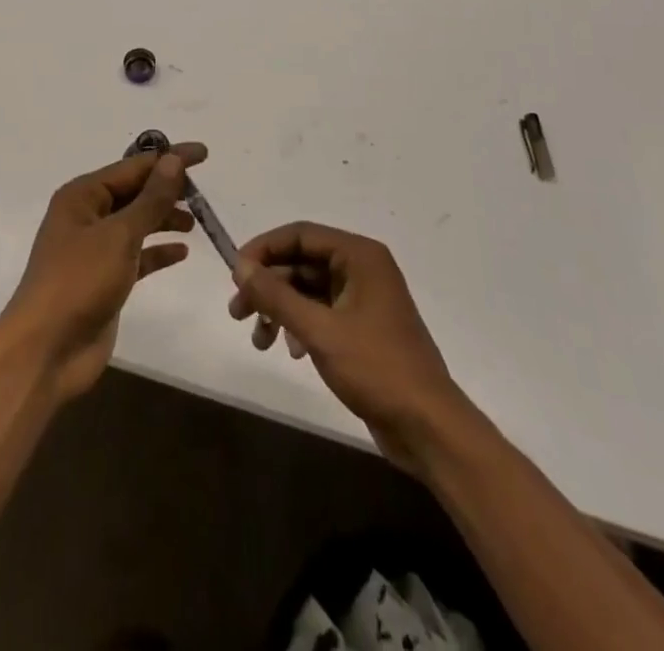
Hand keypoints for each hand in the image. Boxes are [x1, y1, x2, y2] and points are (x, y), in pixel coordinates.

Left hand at [0, 144, 205, 401]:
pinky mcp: (105, 279)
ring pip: (137, 222)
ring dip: (164, 218)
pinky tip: (182, 252)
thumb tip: (174, 161)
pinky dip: (158, 251)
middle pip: (134, 192)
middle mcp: (87, 216)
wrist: (46, 351)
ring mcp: (95, 249)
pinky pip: (137, 255)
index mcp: (83, 196)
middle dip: (167, 189)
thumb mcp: (120, 235)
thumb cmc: (79, 281)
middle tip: (203, 193)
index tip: (204, 154)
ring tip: (196, 221)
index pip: (134, 167)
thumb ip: (151, 199)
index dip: (169, 159)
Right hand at [230, 222, 468, 475]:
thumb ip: (277, 295)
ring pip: (308, 290)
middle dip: (268, 286)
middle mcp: (362, 268)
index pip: (300, 234)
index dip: (264, 249)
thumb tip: (241, 266)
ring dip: (280, 310)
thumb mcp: (319, 331)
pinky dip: (299, 326)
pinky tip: (290, 351)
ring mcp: (364, 299)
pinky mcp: (363, 327)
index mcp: (359, 256)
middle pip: (301, 262)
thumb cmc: (376, 369)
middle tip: (237, 312)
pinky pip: (321, 312)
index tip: (235, 273)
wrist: (428, 428)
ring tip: (259, 341)